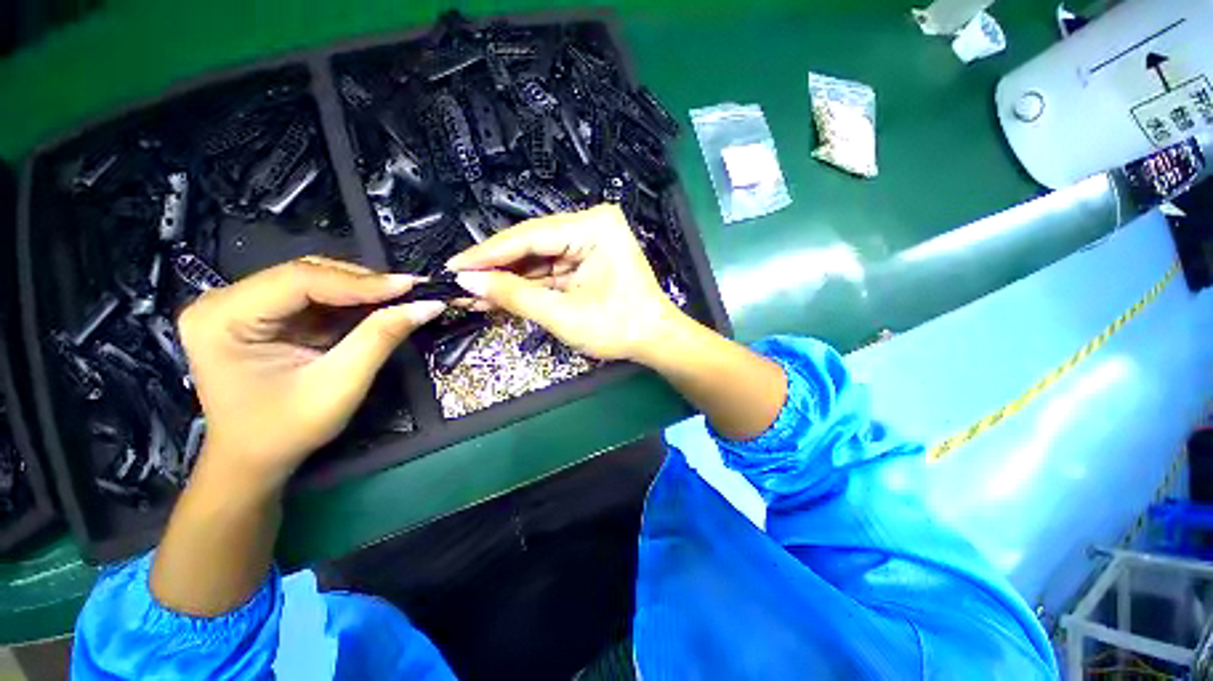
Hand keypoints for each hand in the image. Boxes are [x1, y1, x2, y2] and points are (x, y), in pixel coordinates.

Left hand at [177, 256, 444, 490]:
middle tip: (411, 291)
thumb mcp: (339, 385)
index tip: (411, 286)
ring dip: (360, 290)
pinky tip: (377, 307)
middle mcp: (222, 301)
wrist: (254, 458)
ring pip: (312, 280)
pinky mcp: (259, 313)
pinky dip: (350, 302)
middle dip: (362, 283)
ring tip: (401, 298)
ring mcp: (239, 305)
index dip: (360, 281)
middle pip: (305, 274)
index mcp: (222, 319)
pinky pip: (312, 296)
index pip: (298, 281)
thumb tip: (428, 305)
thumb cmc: (287, 430)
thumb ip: (380, 338)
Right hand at [446, 204, 681, 362]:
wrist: (655, 341)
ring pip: (538, 258)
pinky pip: (550, 269)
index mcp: (593, 227)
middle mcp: (591, 225)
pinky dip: (527, 284)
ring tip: (473, 293)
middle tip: (459, 283)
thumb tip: (467, 282)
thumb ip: (515, 295)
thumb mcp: (564, 315)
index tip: (453, 267)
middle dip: (496, 268)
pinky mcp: (587, 260)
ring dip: (508, 278)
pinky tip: (500, 294)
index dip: (487, 253)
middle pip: (532, 244)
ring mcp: (589, 242)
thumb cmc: (619, 327)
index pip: (530, 236)